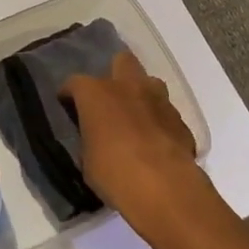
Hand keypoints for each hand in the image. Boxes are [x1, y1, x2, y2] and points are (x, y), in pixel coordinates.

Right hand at [62, 49, 208, 234]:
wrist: (164, 187)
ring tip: (137, 118)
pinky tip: (157, 142)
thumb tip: (95, 139)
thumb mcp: (88, 160)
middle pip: (121, 61)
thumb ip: (90, 140)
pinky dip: (161, 122)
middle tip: (111, 99)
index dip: (70, 94)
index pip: (75, 83)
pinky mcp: (181, 120)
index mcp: (96, 93)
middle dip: (116, 74)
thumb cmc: (114, 172)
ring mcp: (158, 99)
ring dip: (143, 96)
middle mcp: (128, 86)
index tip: (68, 105)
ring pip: (150, 83)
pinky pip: (167, 113)